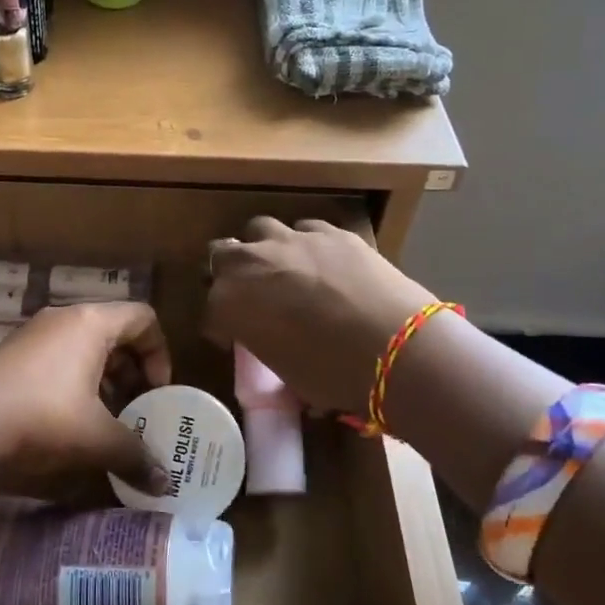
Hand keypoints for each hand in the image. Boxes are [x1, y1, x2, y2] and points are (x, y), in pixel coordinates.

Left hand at [0, 301, 171, 489]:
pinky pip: (58, 361)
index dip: (160, 353)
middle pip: (114, 334)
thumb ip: (136, 456)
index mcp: (91, 323)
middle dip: (132, 372)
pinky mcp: (11, 357)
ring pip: (84, 350)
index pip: (143, 318)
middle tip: (136, 410)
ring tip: (106, 421)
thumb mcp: (96, 438)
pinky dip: (75, 385)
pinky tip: (71, 423)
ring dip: (103, 381)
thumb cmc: (43, 416)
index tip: (156, 392)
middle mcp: (64, 320)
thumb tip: (164, 484)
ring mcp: (33, 336)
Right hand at [202, 218, 436, 414]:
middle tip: (249, 295)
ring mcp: (292, 240)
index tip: (234, 338)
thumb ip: (268, 345)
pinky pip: (306, 230)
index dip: (221, 326)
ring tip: (282, 270)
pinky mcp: (330, 232)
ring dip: (263, 248)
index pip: (210, 310)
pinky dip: (306, 244)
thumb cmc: (332, 374)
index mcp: (229, 303)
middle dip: (230, 273)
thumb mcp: (285, 373)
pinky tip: (321, 263)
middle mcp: (251, 262)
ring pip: (260, 229)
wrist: (395, 346)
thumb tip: (279, 344)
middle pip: (222, 254)